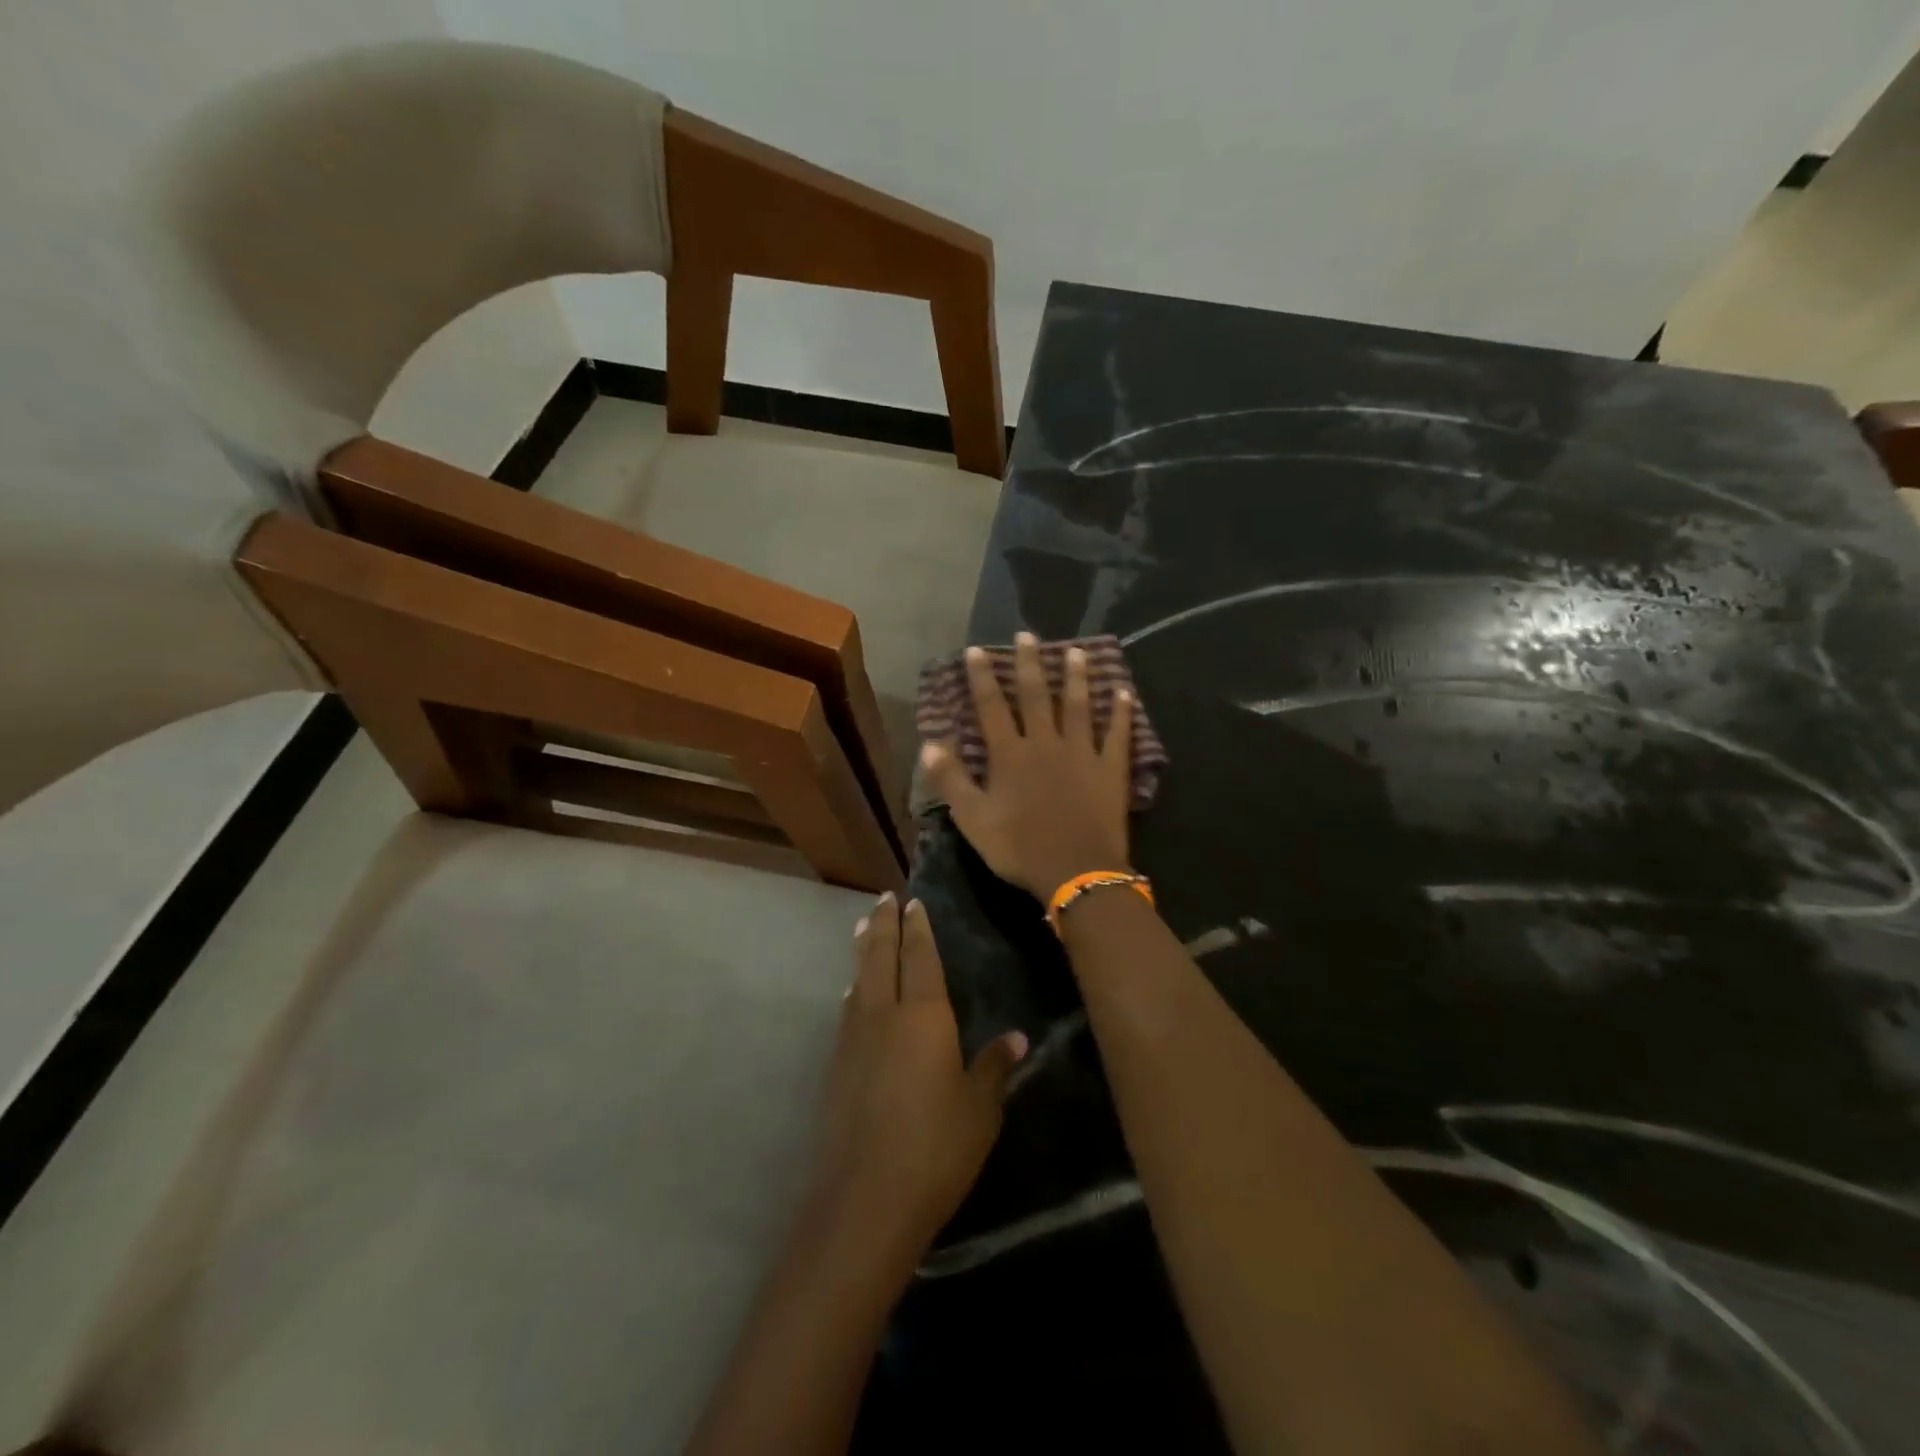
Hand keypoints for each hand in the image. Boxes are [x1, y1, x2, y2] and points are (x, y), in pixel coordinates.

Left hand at [806, 893, 1027, 1264]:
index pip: (920, 957)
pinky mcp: (836, 1067)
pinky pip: (848, 1010)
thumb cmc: (935, 1148)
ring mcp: (854, 1040)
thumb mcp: (979, 1110)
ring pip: (859, 980)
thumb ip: (994, 1067)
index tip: (913, 901)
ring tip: (865, 929)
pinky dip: (854, 989)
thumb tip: (1018, 1038)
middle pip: (881, 957)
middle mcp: (884, 1015)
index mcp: (923, 1016)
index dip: (918, 927)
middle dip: (884, 924)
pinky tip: (853, 994)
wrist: (864, 1200)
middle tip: (884, 898)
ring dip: (864, 951)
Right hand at [921, 632, 1134, 898]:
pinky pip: (1118, 734)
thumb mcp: (973, 820)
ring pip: (1079, 706)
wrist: (1076, 872)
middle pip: (1037, 696)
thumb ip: (951, 780)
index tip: (977, 650)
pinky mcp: (1111, 769)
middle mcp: (1046, 743)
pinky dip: (1121, 712)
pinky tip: (1124, 692)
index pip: (992, 707)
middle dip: (1029, 664)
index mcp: (1010, 755)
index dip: (982, 678)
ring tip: (1077, 651)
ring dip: (1077, 677)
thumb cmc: (1020, 848)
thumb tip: (930, 744)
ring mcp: (1082, 753)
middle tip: (1028, 635)